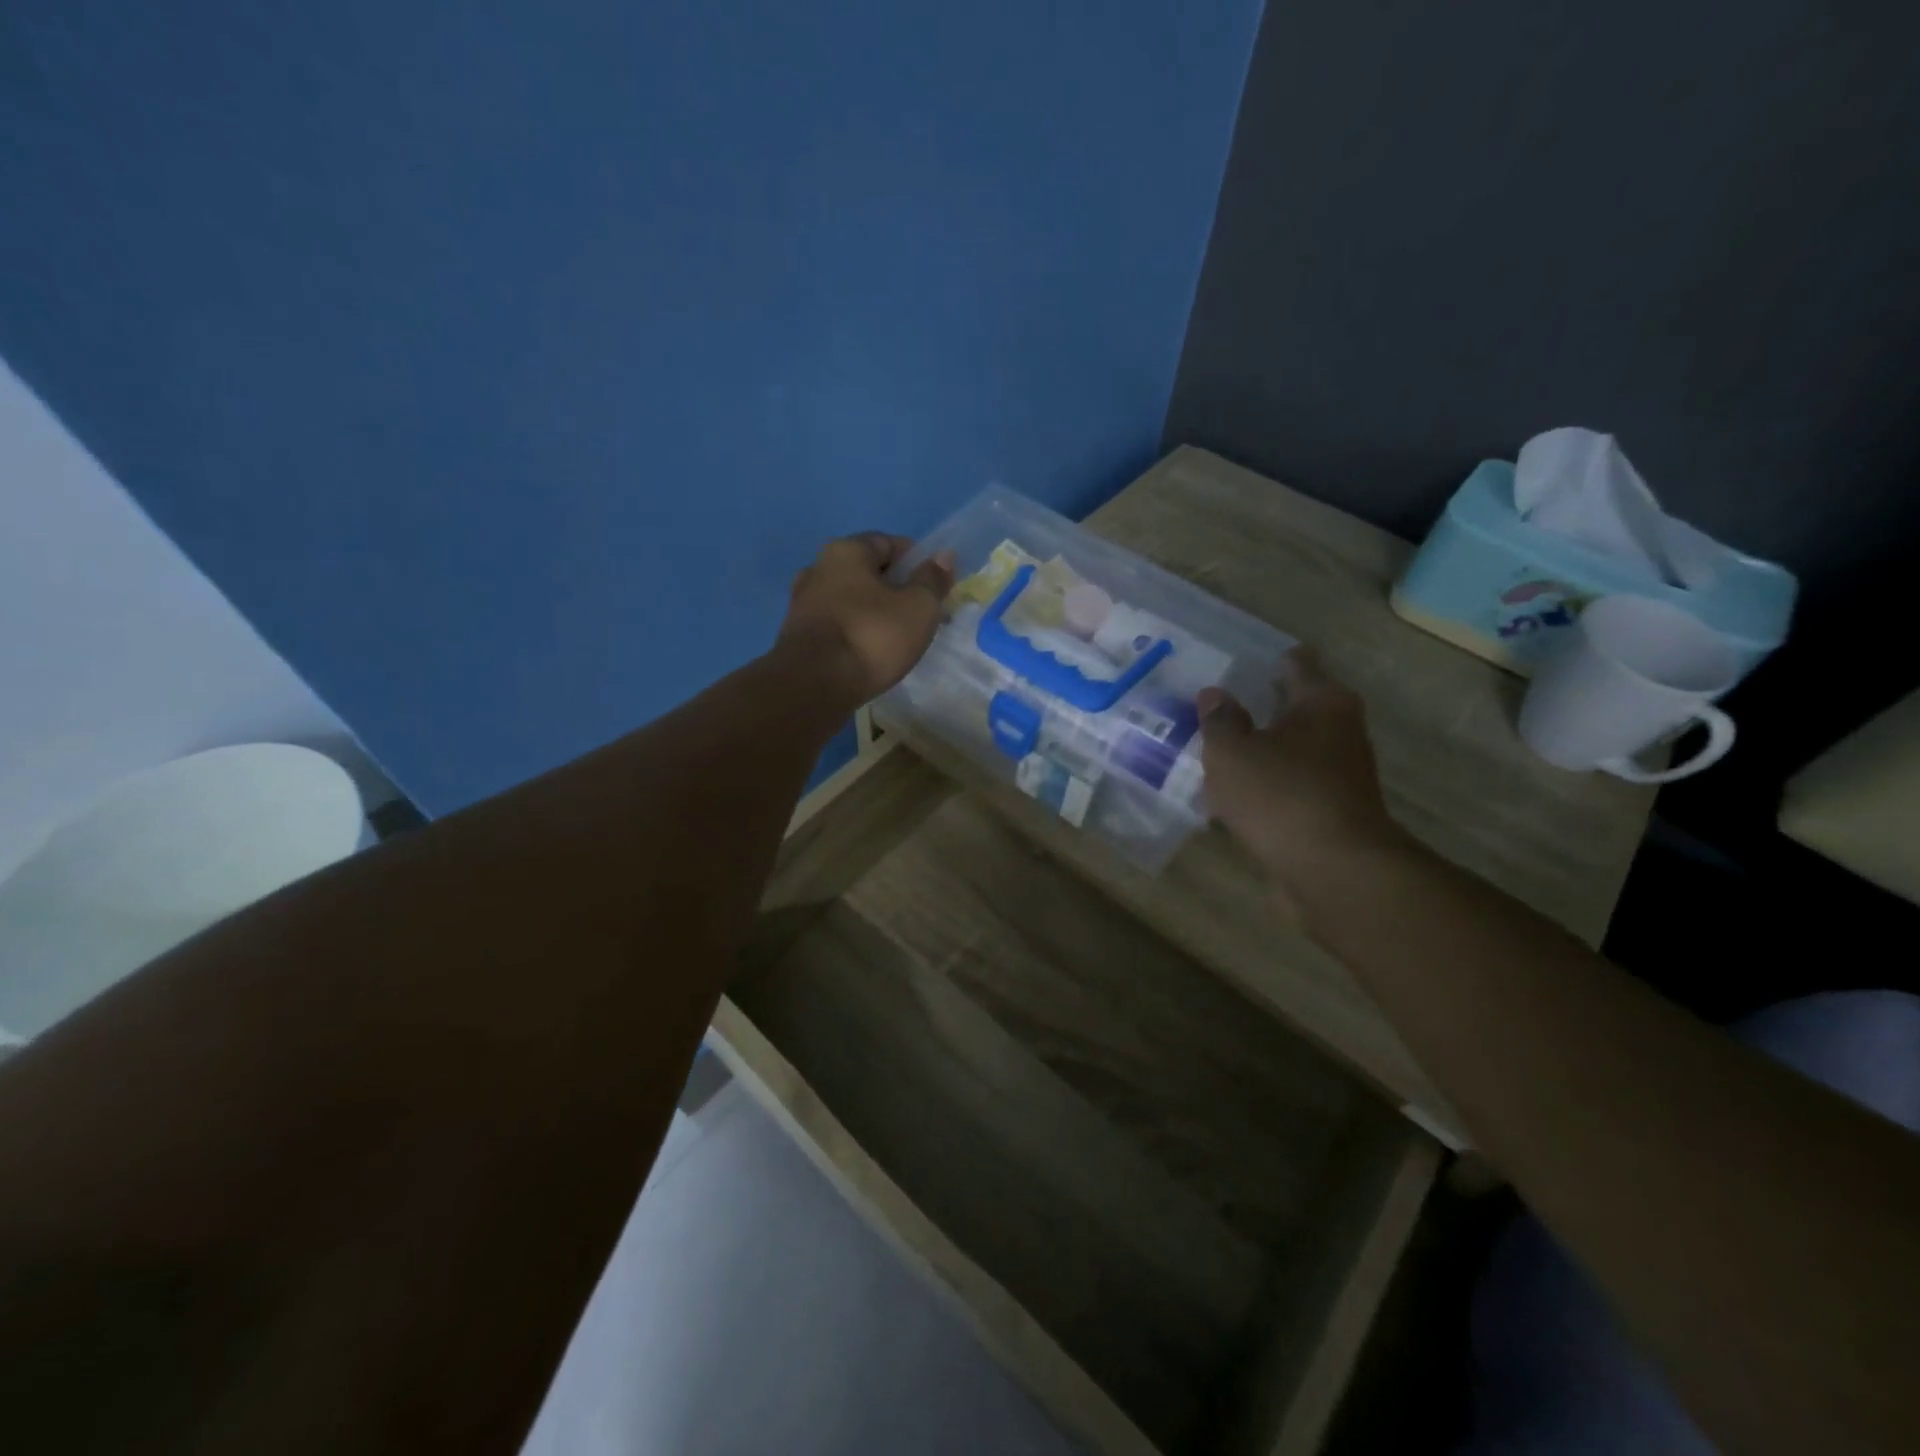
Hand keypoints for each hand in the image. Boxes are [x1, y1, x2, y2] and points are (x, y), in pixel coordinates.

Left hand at [777, 533, 955, 706]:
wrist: (814, 685)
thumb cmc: (872, 636)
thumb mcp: (918, 607)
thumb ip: (932, 579)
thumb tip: (944, 556)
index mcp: (846, 550)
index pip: (889, 543)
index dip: (916, 562)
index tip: (934, 587)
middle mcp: (817, 567)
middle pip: (867, 572)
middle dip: (895, 589)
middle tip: (919, 615)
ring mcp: (802, 602)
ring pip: (850, 600)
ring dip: (873, 612)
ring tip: (895, 638)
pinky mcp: (796, 635)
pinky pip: (836, 624)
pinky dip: (855, 632)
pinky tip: (869, 653)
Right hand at [1198, 650, 1407, 893]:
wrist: (1333, 871)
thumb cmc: (1280, 795)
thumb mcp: (1232, 751)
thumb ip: (1219, 720)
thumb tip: (1214, 694)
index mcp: (1322, 702)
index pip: (1297, 664)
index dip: (1269, 660)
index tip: (1239, 660)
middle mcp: (1339, 731)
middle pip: (1295, 708)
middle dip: (1260, 706)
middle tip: (1215, 705)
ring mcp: (1338, 775)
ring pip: (1290, 751)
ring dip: (1260, 751)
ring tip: (1215, 751)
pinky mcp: (1329, 812)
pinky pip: (1288, 788)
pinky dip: (1265, 787)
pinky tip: (1231, 797)